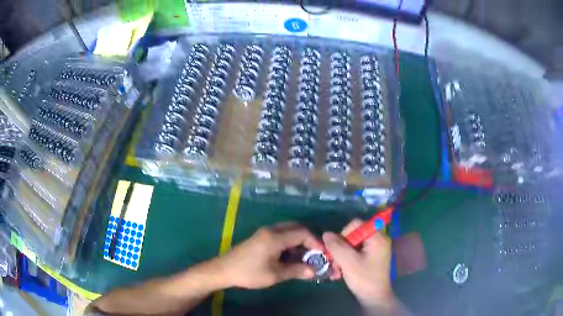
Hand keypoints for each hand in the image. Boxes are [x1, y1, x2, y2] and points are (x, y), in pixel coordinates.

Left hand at [217, 222, 322, 288]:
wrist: (224, 270)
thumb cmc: (249, 273)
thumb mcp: (275, 274)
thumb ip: (296, 271)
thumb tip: (314, 271)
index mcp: (275, 237)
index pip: (303, 233)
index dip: (315, 242)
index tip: (322, 255)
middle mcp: (271, 230)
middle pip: (296, 228)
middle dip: (309, 240)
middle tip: (315, 255)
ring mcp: (265, 232)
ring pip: (289, 231)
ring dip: (299, 241)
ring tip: (305, 257)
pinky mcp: (261, 237)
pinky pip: (281, 235)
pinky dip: (290, 242)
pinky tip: (291, 256)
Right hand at [323, 219, 393, 306]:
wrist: (374, 299)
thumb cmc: (364, 279)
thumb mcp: (349, 262)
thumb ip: (337, 246)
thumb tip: (326, 233)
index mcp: (377, 237)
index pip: (356, 224)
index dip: (343, 234)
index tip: (338, 250)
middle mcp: (377, 240)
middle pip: (353, 235)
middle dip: (341, 248)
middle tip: (334, 262)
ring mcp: (374, 249)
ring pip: (352, 245)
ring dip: (341, 256)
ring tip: (335, 270)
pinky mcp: (370, 258)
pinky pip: (355, 253)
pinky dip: (346, 260)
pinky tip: (339, 272)